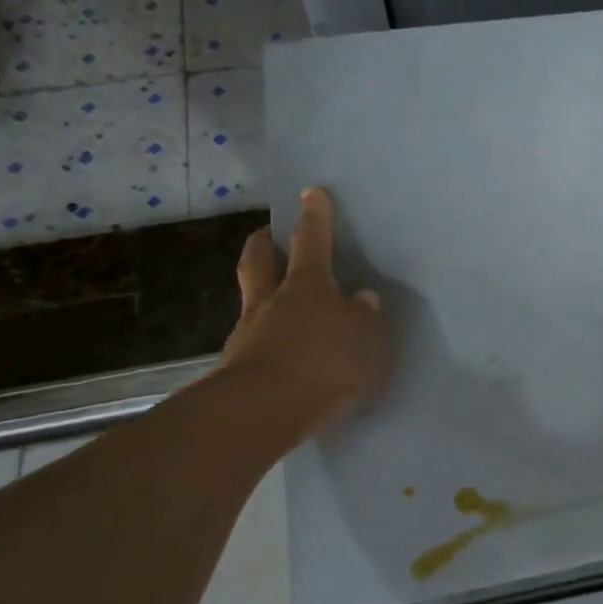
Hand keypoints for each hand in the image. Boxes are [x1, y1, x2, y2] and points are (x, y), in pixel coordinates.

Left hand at [218, 188, 389, 431]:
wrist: (265, 410)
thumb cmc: (325, 363)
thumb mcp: (366, 340)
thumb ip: (365, 318)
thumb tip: (362, 300)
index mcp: (307, 286)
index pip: (312, 240)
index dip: (314, 216)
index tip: (311, 192)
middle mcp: (272, 301)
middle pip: (260, 261)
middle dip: (264, 244)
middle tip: (266, 235)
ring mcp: (248, 333)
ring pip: (251, 300)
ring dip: (261, 294)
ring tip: (276, 303)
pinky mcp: (236, 368)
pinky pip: (252, 341)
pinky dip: (264, 339)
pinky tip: (278, 353)